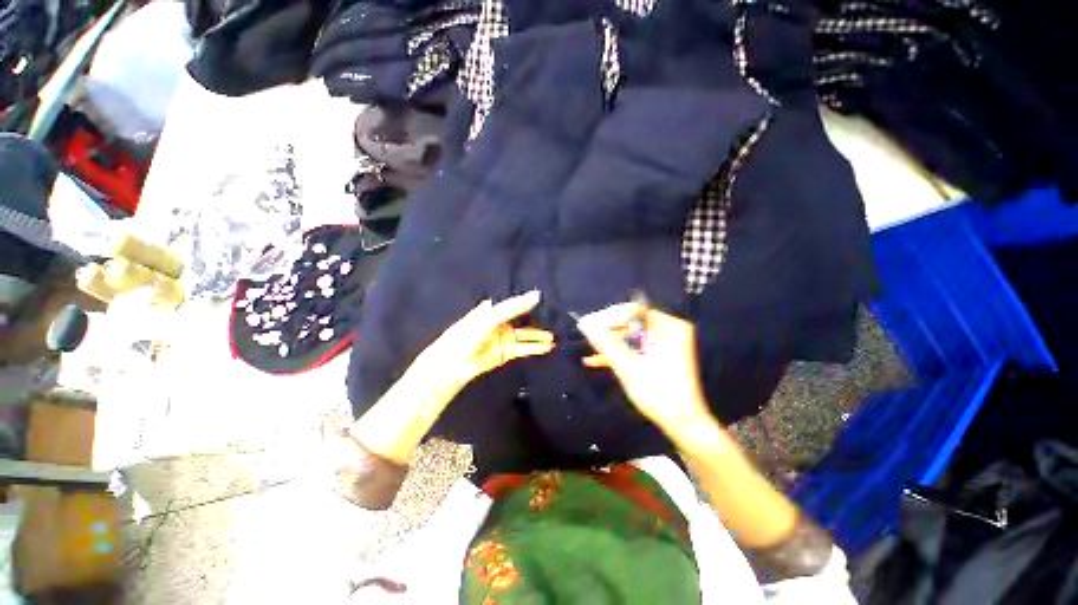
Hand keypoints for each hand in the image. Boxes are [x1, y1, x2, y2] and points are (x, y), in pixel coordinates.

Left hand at [409, 290, 554, 396]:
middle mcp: (501, 322)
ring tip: (556, 335)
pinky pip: (524, 348)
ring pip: (526, 335)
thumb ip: (514, 306)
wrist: (454, 363)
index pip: (515, 301)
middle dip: (537, 318)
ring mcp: (504, 338)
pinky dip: (535, 347)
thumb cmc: (469, 334)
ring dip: (539, 336)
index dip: (528, 299)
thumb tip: (536, 295)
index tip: (546, 296)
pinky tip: (548, 347)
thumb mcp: (491, 316)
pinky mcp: (506, 352)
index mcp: (494, 309)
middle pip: (522, 318)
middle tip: (555, 317)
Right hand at [576, 302, 711, 434]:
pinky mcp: (658, 356)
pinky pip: (634, 348)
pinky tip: (594, 360)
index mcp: (668, 326)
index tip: (589, 325)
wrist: (683, 425)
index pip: (633, 310)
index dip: (609, 316)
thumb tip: (584, 324)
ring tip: (588, 347)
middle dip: (607, 330)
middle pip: (630, 322)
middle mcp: (668, 330)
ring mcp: (664, 343)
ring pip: (629, 336)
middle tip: (585, 334)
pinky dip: (618, 353)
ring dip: (609, 343)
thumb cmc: (658, 393)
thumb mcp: (628, 367)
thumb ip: (605, 343)